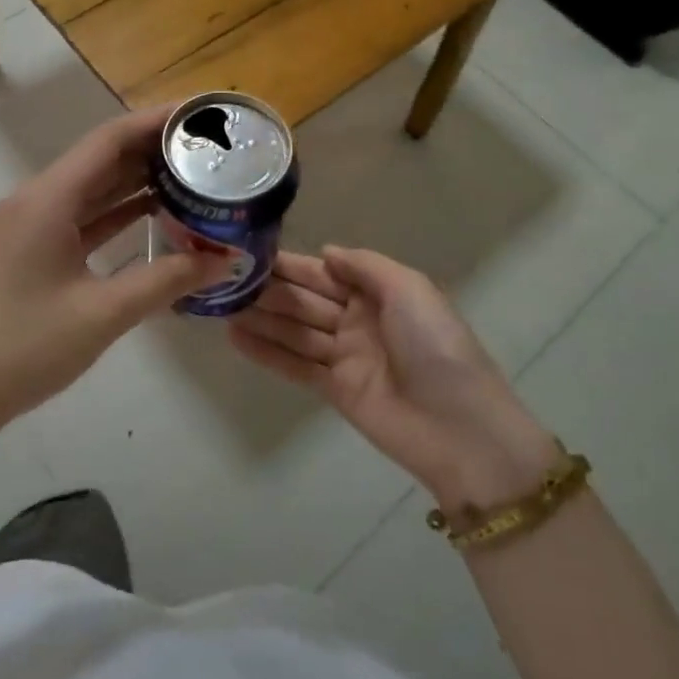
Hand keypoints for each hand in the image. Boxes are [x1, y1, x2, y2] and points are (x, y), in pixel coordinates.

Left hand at [0, 108, 229, 430]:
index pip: (108, 141)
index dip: (154, 121)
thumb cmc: (26, 346)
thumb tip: (225, 260)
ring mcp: (34, 225)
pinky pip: (84, 216)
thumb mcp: (103, 313)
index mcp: (48, 200)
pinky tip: (157, 211)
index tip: (199, 114)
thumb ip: (166, 280)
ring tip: (192, 171)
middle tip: (207, 146)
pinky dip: (119, 211)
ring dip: (138, 179)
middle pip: (102, 158)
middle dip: (153, 148)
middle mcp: (38, 200)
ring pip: (94, 188)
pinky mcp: (36, 249)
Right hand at [229, 246, 560, 511]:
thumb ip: (364, 266)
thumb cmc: (435, 346)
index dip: (291, 264)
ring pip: (295, 330)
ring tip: (220, 305)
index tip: (251, 253)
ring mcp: (345, 355)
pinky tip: (235, 338)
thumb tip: (326, 251)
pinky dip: (266, 352)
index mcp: (379, 292)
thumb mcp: (409, 289)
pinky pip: (294, 365)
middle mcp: (358, 319)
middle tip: (224, 278)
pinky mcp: (334, 389)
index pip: (325, 272)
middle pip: (306, 299)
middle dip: (269, 289)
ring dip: (261, 318)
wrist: (458, 427)